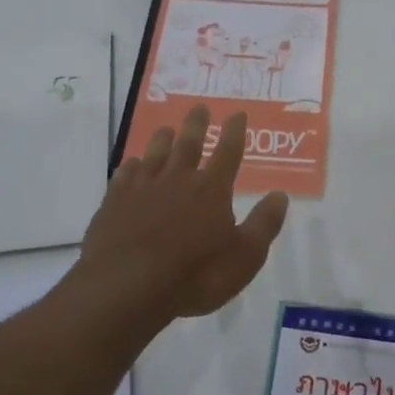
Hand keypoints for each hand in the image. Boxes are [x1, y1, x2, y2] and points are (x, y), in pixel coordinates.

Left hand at [81, 104, 288, 322]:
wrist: (126, 287)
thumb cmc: (194, 275)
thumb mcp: (244, 257)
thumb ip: (263, 224)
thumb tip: (280, 195)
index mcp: (212, 190)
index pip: (228, 153)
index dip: (235, 132)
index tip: (237, 114)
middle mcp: (178, 180)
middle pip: (188, 144)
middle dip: (196, 124)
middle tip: (199, 107)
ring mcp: (142, 189)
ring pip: (155, 154)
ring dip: (162, 139)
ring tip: (166, 129)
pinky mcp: (114, 203)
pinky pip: (124, 175)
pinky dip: (131, 166)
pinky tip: (131, 164)